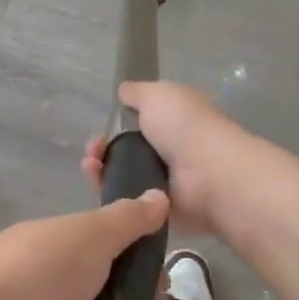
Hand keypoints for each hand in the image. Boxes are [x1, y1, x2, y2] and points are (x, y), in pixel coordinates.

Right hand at [83, 83, 250, 236]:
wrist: (207, 175)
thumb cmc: (184, 127)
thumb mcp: (158, 94)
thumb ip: (137, 92)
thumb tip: (123, 91)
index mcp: (173, 121)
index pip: (138, 123)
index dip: (115, 124)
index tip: (101, 128)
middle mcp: (168, 150)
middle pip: (124, 151)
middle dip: (102, 149)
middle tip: (92, 152)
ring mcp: (162, 181)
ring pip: (121, 175)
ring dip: (100, 169)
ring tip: (91, 166)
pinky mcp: (156, 208)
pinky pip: (126, 200)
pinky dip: (110, 192)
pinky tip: (99, 183)